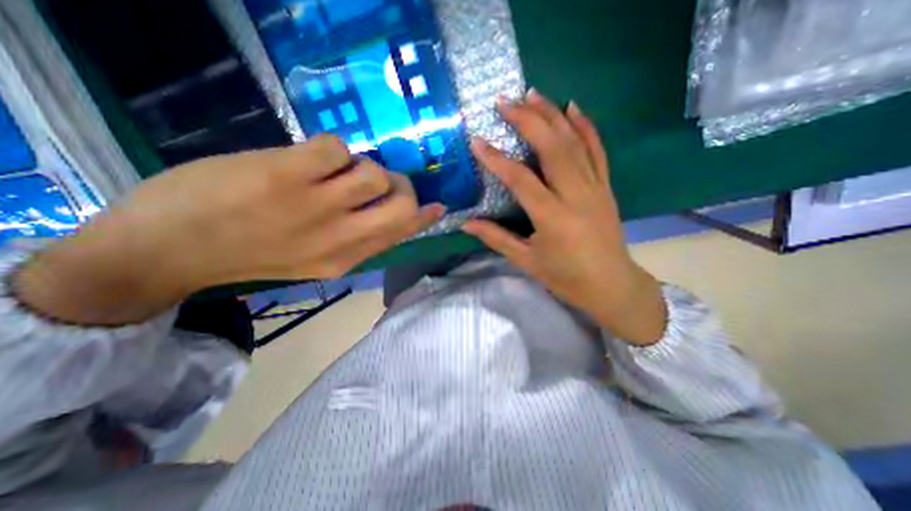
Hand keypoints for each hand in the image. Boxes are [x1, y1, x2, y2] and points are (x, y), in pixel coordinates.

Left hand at [13, 135, 441, 323]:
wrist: (170, 250)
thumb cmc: (250, 254)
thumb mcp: (315, 260)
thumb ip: (356, 240)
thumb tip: (388, 213)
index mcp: (347, 258)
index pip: (401, 233)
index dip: (424, 218)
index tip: (439, 207)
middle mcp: (341, 236)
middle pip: (401, 204)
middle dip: (403, 186)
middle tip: (385, 180)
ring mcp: (315, 206)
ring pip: (373, 173)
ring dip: (363, 165)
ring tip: (339, 168)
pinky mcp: (285, 174)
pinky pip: (336, 148)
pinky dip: (331, 149)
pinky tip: (310, 158)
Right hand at [463, 91, 666, 347]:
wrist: (611, 285)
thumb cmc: (566, 277)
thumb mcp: (527, 260)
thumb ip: (496, 238)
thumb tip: (467, 224)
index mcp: (552, 217)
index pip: (520, 179)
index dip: (496, 159)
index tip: (477, 141)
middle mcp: (575, 195)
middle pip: (552, 148)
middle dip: (527, 120)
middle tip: (506, 101)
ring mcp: (595, 187)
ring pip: (574, 142)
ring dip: (552, 115)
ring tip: (533, 93)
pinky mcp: (605, 186)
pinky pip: (597, 149)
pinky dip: (585, 126)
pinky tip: (573, 107)